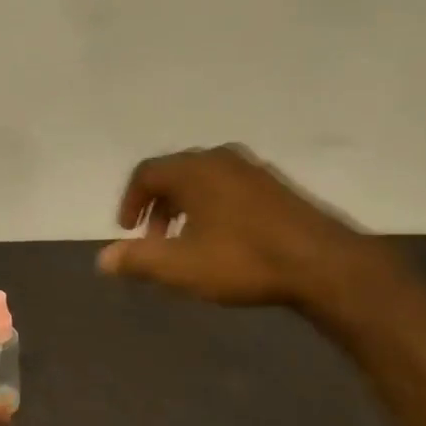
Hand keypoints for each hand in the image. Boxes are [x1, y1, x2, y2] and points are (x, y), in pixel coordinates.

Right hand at [96, 143, 378, 314]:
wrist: (322, 263)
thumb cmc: (243, 260)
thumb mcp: (182, 266)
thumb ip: (138, 259)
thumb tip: (102, 259)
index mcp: (193, 170)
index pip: (146, 173)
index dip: (130, 201)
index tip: (127, 230)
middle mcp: (219, 159)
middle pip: (174, 173)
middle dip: (157, 205)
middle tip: (154, 238)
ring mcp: (252, 169)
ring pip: (203, 179)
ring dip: (185, 206)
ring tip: (186, 241)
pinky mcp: (276, 185)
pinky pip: (229, 186)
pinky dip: (212, 205)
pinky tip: (223, 237)